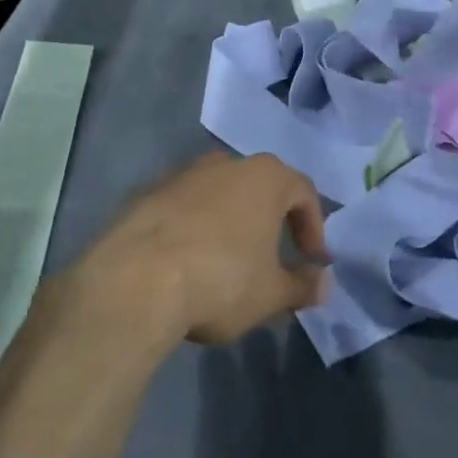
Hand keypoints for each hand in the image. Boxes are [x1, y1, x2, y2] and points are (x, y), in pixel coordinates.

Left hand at [70, 152, 328, 346]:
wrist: (134, 281)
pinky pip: (183, 208)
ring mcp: (182, 174)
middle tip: (271, 259)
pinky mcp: (147, 193)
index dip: (313, 227)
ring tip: (226, 263)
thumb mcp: (271, 294)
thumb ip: (302, 286)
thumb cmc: (220, 280)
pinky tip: (186, 263)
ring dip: (229, 223)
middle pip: (259, 187)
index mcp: (265, 176)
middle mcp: (225, 163)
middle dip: (269, 221)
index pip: (303, 192)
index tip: (311, 261)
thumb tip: (323, 282)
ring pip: (219, 195)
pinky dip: (193, 228)